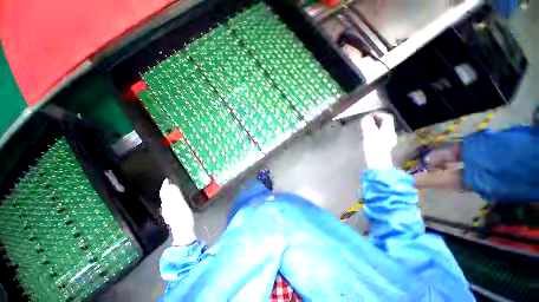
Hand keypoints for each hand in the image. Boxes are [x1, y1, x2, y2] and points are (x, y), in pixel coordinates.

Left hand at [160, 178, 196, 245]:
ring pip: (164, 199)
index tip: (167, 179)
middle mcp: (165, 207)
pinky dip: (168, 197)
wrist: (182, 232)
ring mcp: (166, 211)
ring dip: (166, 193)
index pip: (165, 193)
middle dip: (165, 189)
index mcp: (168, 204)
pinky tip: (171, 198)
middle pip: (164, 196)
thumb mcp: (182, 206)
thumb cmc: (184, 219)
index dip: (165, 186)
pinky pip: (166, 203)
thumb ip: (177, 196)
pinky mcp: (168, 214)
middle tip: (169, 182)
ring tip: (170, 187)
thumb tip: (172, 187)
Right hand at [361, 112, 396, 168]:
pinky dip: (375, 132)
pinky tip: (369, 136)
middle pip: (386, 123)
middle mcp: (391, 133)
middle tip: (367, 120)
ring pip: (383, 129)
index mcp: (388, 129)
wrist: (377, 162)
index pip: (387, 117)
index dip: (379, 113)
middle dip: (377, 119)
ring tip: (366, 127)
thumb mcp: (369, 133)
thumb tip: (367, 117)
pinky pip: (381, 135)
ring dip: (376, 126)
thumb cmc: (373, 146)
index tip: (369, 114)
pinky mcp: (385, 146)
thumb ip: (368, 123)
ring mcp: (389, 140)